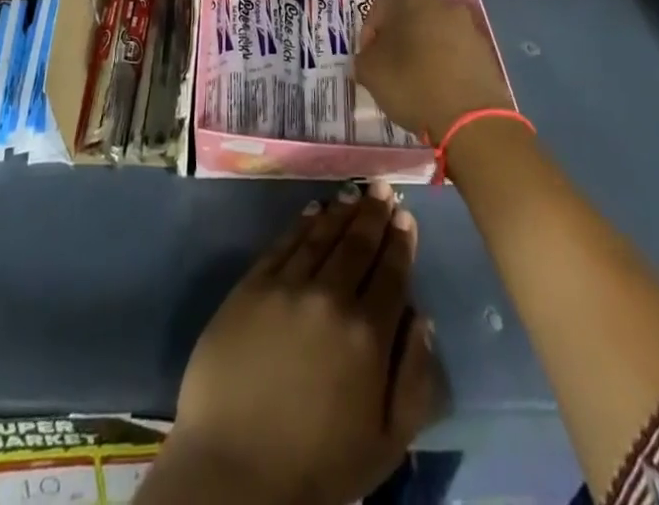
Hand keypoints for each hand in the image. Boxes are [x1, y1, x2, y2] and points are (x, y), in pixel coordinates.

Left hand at [156, 183, 438, 504]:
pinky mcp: (252, 285)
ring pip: (321, 235)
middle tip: (382, 188)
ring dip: (341, 211)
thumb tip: (423, 320)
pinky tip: (312, 210)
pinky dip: (301, 223)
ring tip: (354, 192)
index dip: (401, 242)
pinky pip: (283, 243)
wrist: (235, 470)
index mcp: (367, 334)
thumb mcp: (386, 442)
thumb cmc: (318, 466)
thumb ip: (414, 379)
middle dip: (374, 214)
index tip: (406, 216)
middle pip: (357, 244)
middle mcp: (330, 296)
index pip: (391, 274)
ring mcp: (287, 285)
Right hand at [355, 0, 513, 140]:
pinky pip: (456, 49)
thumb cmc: (411, 85)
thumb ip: (363, 58)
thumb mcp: (369, 72)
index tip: (369, 54)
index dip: (371, 27)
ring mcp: (468, 25)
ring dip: (424, 47)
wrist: (471, 119)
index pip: (382, 1)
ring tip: (416, 78)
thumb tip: (369, 58)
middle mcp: (441, 2)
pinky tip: (439, 86)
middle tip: (390, 63)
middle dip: (399, 34)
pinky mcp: (486, 49)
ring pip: (436, 30)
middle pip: (412, 12)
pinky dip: (445, 61)